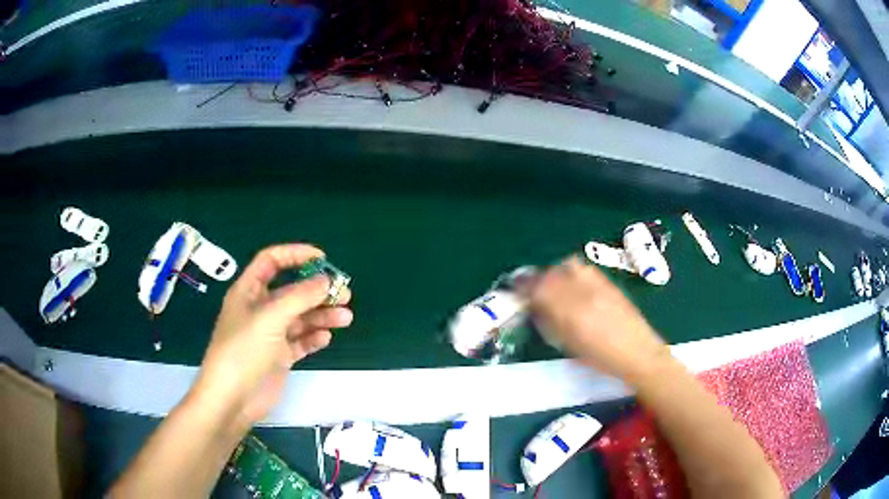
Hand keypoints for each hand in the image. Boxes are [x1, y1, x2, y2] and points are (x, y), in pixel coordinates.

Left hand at [193, 244, 352, 426]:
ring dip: (321, 315)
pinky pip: (301, 341)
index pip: (272, 261)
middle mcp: (260, 309)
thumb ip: (299, 297)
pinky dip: (314, 338)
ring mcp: (270, 334)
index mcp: (249, 291)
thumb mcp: (270, 318)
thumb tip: (327, 280)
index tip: (322, 259)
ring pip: (300, 317)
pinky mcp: (279, 356)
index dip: (295, 254)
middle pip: (292, 291)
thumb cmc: (243, 351)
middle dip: (317, 290)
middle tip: (344, 294)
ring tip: (345, 318)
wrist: (232, 399)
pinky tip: (325, 339)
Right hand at [530, 256, 668, 381]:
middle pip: (551, 274)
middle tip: (532, 288)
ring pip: (568, 265)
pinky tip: (574, 284)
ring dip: (555, 272)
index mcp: (570, 313)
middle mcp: (582, 293)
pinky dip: (572, 272)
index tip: (515, 290)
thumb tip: (535, 307)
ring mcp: (597, 285)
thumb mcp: (569, 345)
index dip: (523, 287)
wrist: (638, 352)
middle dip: (537, 278)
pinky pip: (584, 268)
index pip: (538, 290)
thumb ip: (550, 323)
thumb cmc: (601, 358)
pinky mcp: (608, 282)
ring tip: (554, 284)